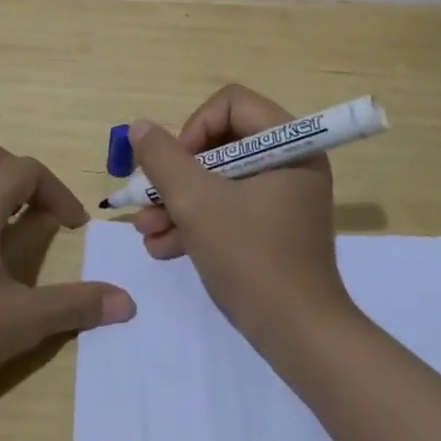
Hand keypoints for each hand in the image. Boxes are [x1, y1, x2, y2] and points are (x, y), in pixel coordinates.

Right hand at [129, 84, 348, 339]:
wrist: (300, 337)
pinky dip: (198, 223)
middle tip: (148, 200)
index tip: (174, 166)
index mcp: (289, 144)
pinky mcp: (274, 228)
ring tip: (146, 232)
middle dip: (177, 175)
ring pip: (220, 180)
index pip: (230, 104)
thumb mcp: (197, 204)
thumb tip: (141, 127)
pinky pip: (230, 208)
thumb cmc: (251, 258)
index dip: (194, 128)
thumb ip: (164, 159)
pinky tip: (162, 248)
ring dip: (179, 202)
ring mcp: (283, 197)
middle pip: (220, 143)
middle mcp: (290, 162)